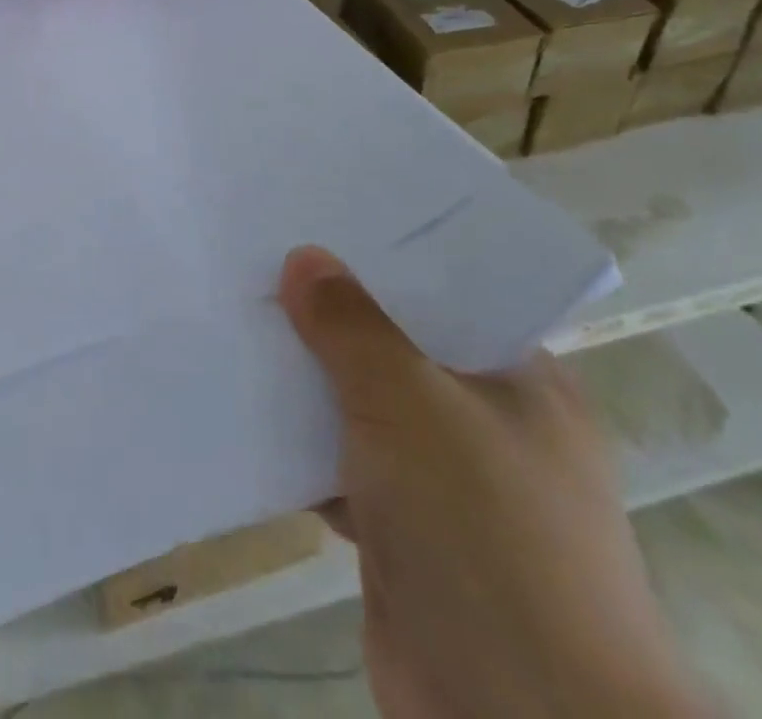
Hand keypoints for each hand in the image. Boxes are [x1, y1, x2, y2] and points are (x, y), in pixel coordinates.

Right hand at [278, 246, 711, 718]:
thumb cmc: (482, 532)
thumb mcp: (410, 402)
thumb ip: (351, 325)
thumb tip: (304, 258)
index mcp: (521, 382)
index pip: (446, 294)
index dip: (382, 260)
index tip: (316, 226)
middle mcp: (488, 425)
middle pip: (396, 348)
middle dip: (331, 318)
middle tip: (261, 265)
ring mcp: (446, 485)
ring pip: (363, 409)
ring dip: (308, 382)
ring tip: (240, 321)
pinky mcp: (404, 535)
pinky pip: (341, 466)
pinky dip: (300, 446)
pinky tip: (244, 408)